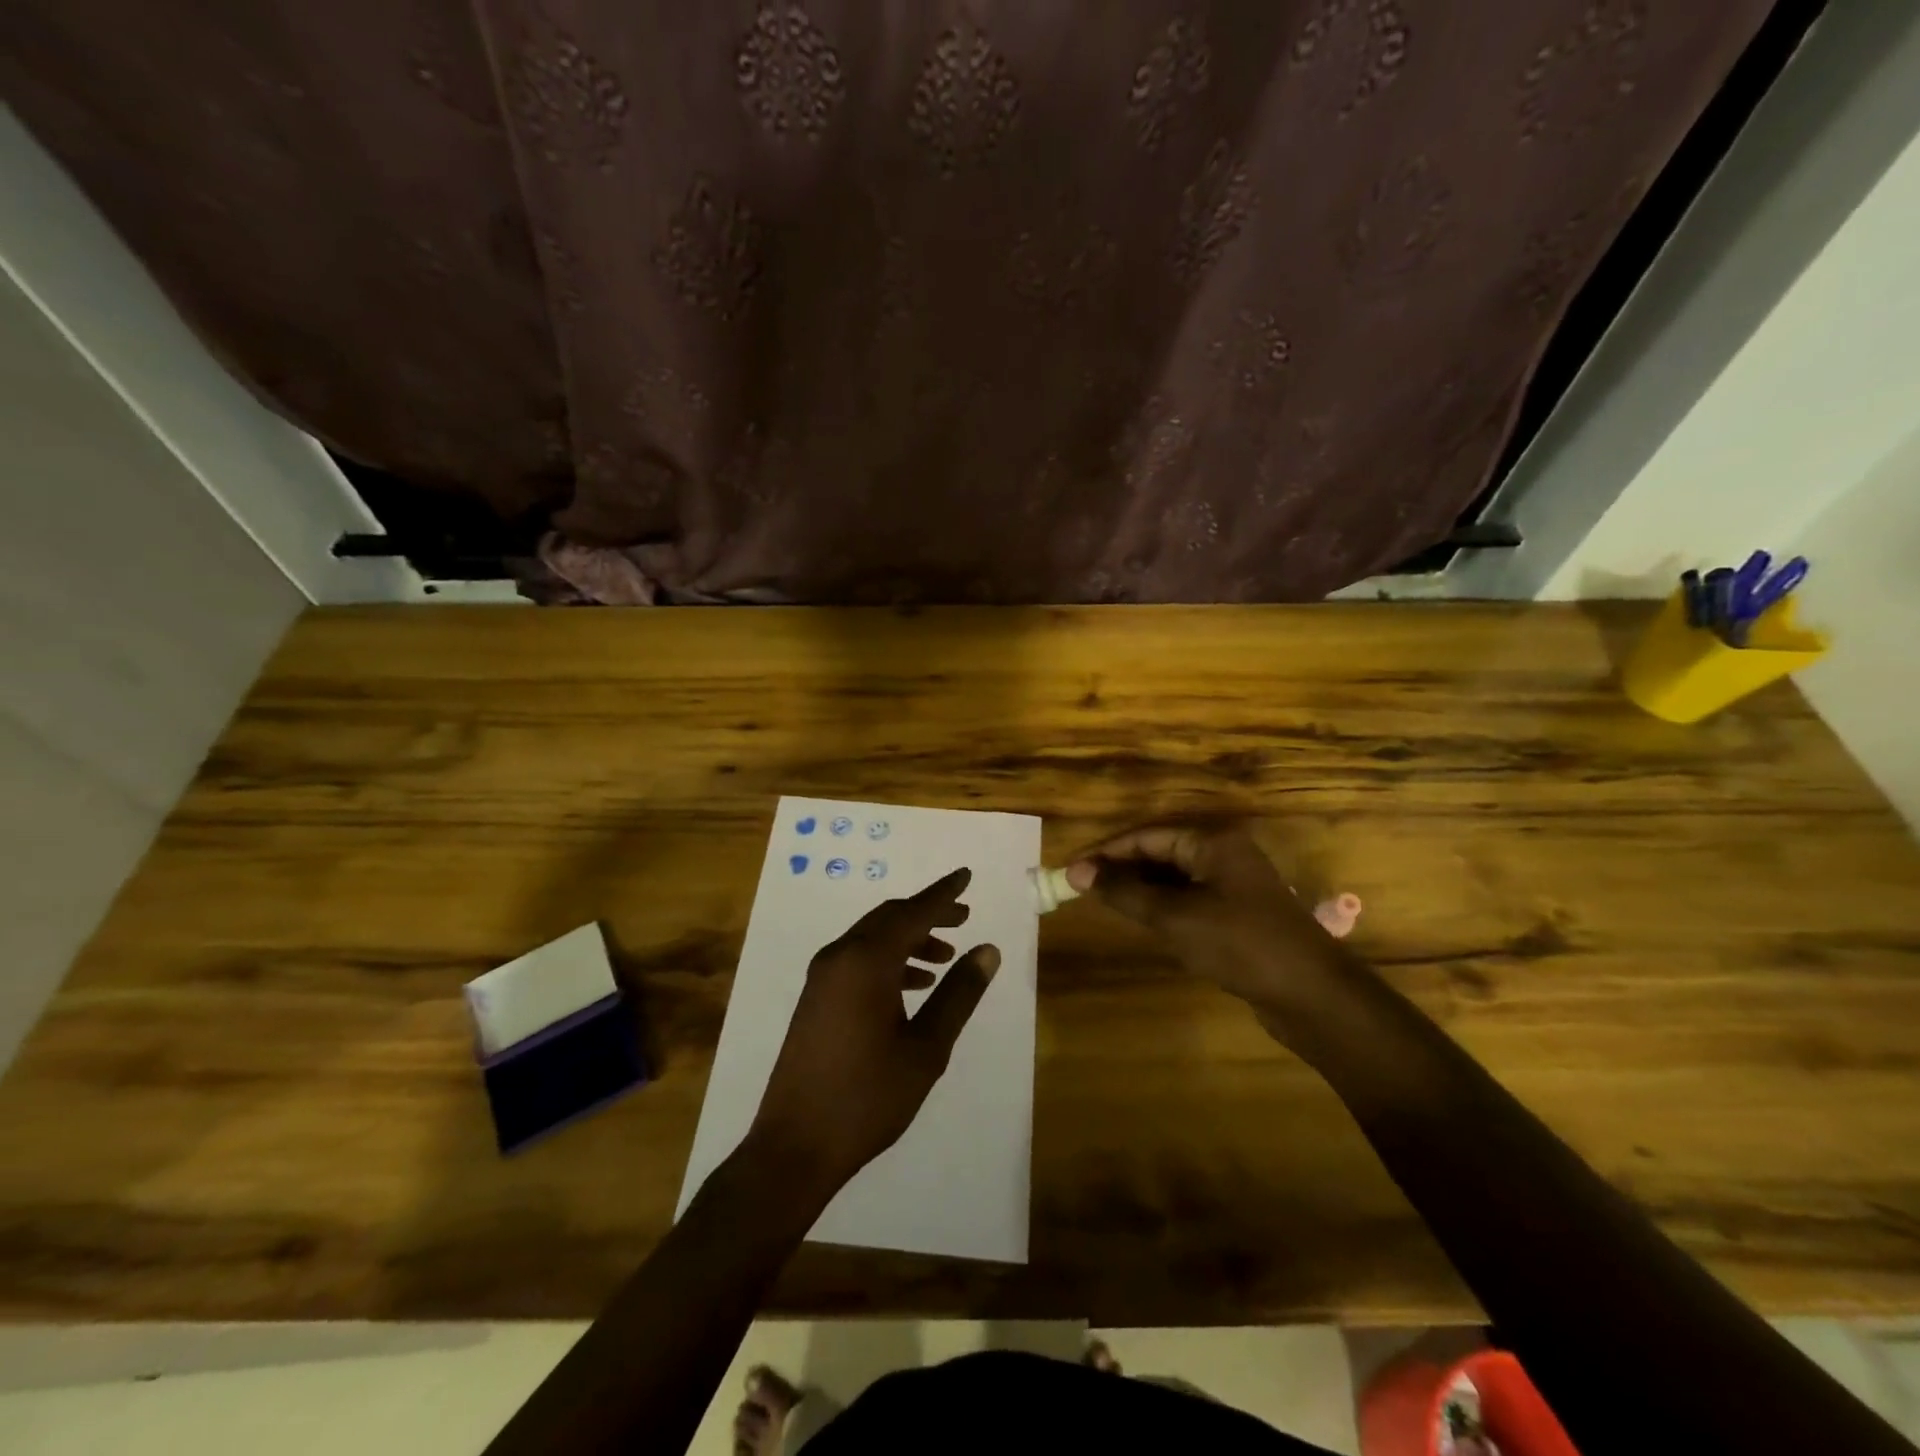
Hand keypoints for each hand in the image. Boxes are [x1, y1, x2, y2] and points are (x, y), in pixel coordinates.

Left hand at [746, 867, 1000, 1201]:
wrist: (794, 1146)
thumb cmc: (868, 1097)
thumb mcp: (926, 1048)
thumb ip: (958, 995)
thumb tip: (987, 950)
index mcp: (866, 961)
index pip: (913, 911)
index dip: (943, 894)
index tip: (966, 876)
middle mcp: (839, 957)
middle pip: (889, 918)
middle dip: (927, 914)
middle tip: (963, 919)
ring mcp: (822, 977)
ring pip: (872, 939)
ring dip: (909, 939)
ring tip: (945, 958)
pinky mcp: (815, 998)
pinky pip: (857, 960)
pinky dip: (888, 960)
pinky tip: (912, 987)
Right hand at [1065, 824, 1354, 1031]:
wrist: (1312, 996)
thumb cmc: (1240, 944)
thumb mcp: (1175, 917)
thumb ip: (1125, 893)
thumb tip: (1077, 872)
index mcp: (1212, 842)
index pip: (1147, 837)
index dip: (1106, 853)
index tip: (1071, 871)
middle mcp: (1224, 855)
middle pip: (1160, 853)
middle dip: (1122, 870)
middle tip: (1081, 889)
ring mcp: (1234, 885)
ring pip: (1174, 879)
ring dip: (1140, 889)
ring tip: (1104, 904)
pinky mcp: (1239, 914)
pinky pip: (1189, 900)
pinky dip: (1162, 907)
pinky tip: (1143, 922)